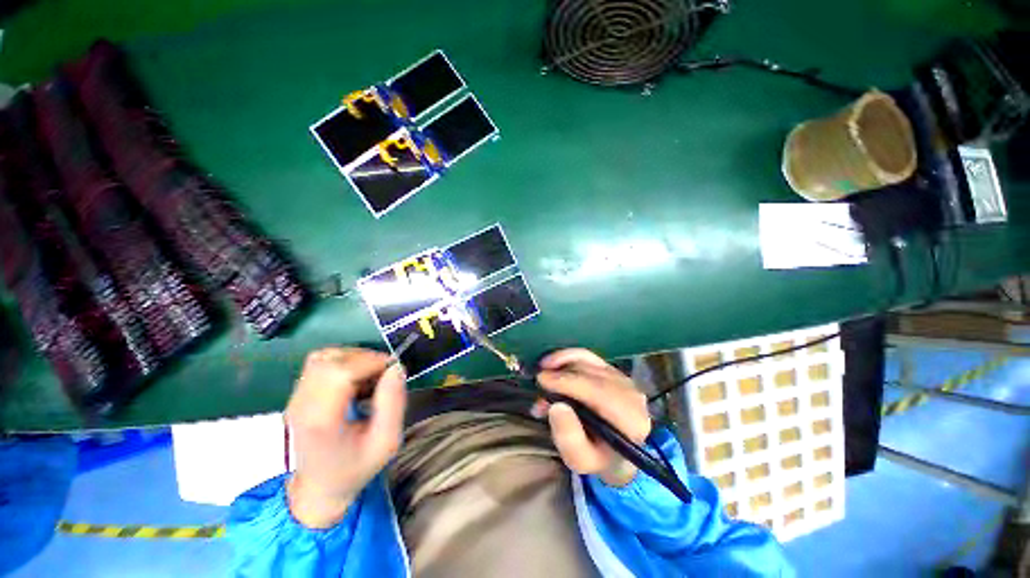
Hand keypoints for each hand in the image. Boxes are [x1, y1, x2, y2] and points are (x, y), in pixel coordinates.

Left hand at [285, 348, 405, 528]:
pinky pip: (320, 363)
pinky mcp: (297, 395)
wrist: (319, 488)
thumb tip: (396, 367)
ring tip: (369, 376)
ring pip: (323, 357)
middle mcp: (302, 405)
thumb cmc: (356, 468)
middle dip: (364, 358)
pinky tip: (355, 379)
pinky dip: (342, 362)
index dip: (371, 362)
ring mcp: (295, 399)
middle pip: (330, 361)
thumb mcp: (387, 441)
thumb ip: (394, 403)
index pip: (340, 373)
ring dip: (353, 358)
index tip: (392, 370)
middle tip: (383, 374)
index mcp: (322, 420)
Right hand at [537, 348, 651, 486]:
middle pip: (592, 373)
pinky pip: (588, 357)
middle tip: (537, 379)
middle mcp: (631, 394)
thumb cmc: (597, 457)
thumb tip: (556, 406)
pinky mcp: (613, 370)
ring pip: (589, 361)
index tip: (541, 380)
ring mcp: (624, 379)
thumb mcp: (580, 459)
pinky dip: (568, 357)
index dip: (567, 382)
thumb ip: (568, 438)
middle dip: (561, 373)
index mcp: (630, 420)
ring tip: (544, 371)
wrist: (616, 453)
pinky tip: (553, 363)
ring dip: (563, 362)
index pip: (598, 391)